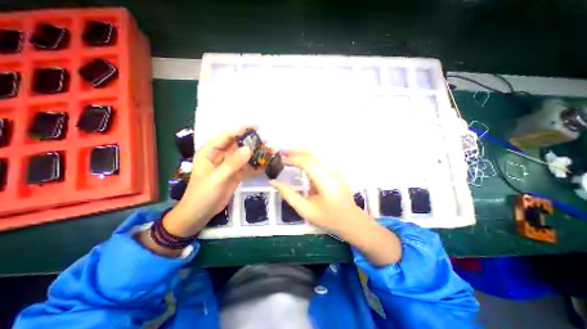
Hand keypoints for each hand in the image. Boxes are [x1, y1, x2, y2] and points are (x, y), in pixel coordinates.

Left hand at [165, 126, 256, 236]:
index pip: (226, 136)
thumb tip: (249, 149)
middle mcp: (221, 156)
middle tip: (267, 140)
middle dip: (252, 142)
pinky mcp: (236, 174)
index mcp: (210, 152)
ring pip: (245, 156)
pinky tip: (267, 164)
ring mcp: (229, 165)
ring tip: (271, 151)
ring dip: (257, 154)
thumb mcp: (217, 178)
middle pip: (238, 145)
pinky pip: (248, 167)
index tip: (256, 126)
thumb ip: (233, 163)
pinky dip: (257, 166)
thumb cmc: (202, 195)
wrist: (199, 214)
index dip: (241, 130)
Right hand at [271, 151, 403, 265]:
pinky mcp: (336, 172)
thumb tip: (274, 182)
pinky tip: (301, 163)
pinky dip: (308, 158)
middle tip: (282, 153)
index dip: (292, 159)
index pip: (307, 163)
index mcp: (325, 182)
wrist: (351, 221)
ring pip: (317, 154)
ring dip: (302, 153)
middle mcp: (332, 172)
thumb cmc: (329, 218)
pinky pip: (321, 160)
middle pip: (313, 153)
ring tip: (289, 156)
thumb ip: (289, 195)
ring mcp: (336, 170)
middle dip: (296, 151)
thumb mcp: (306, 210)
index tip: (281, 161)